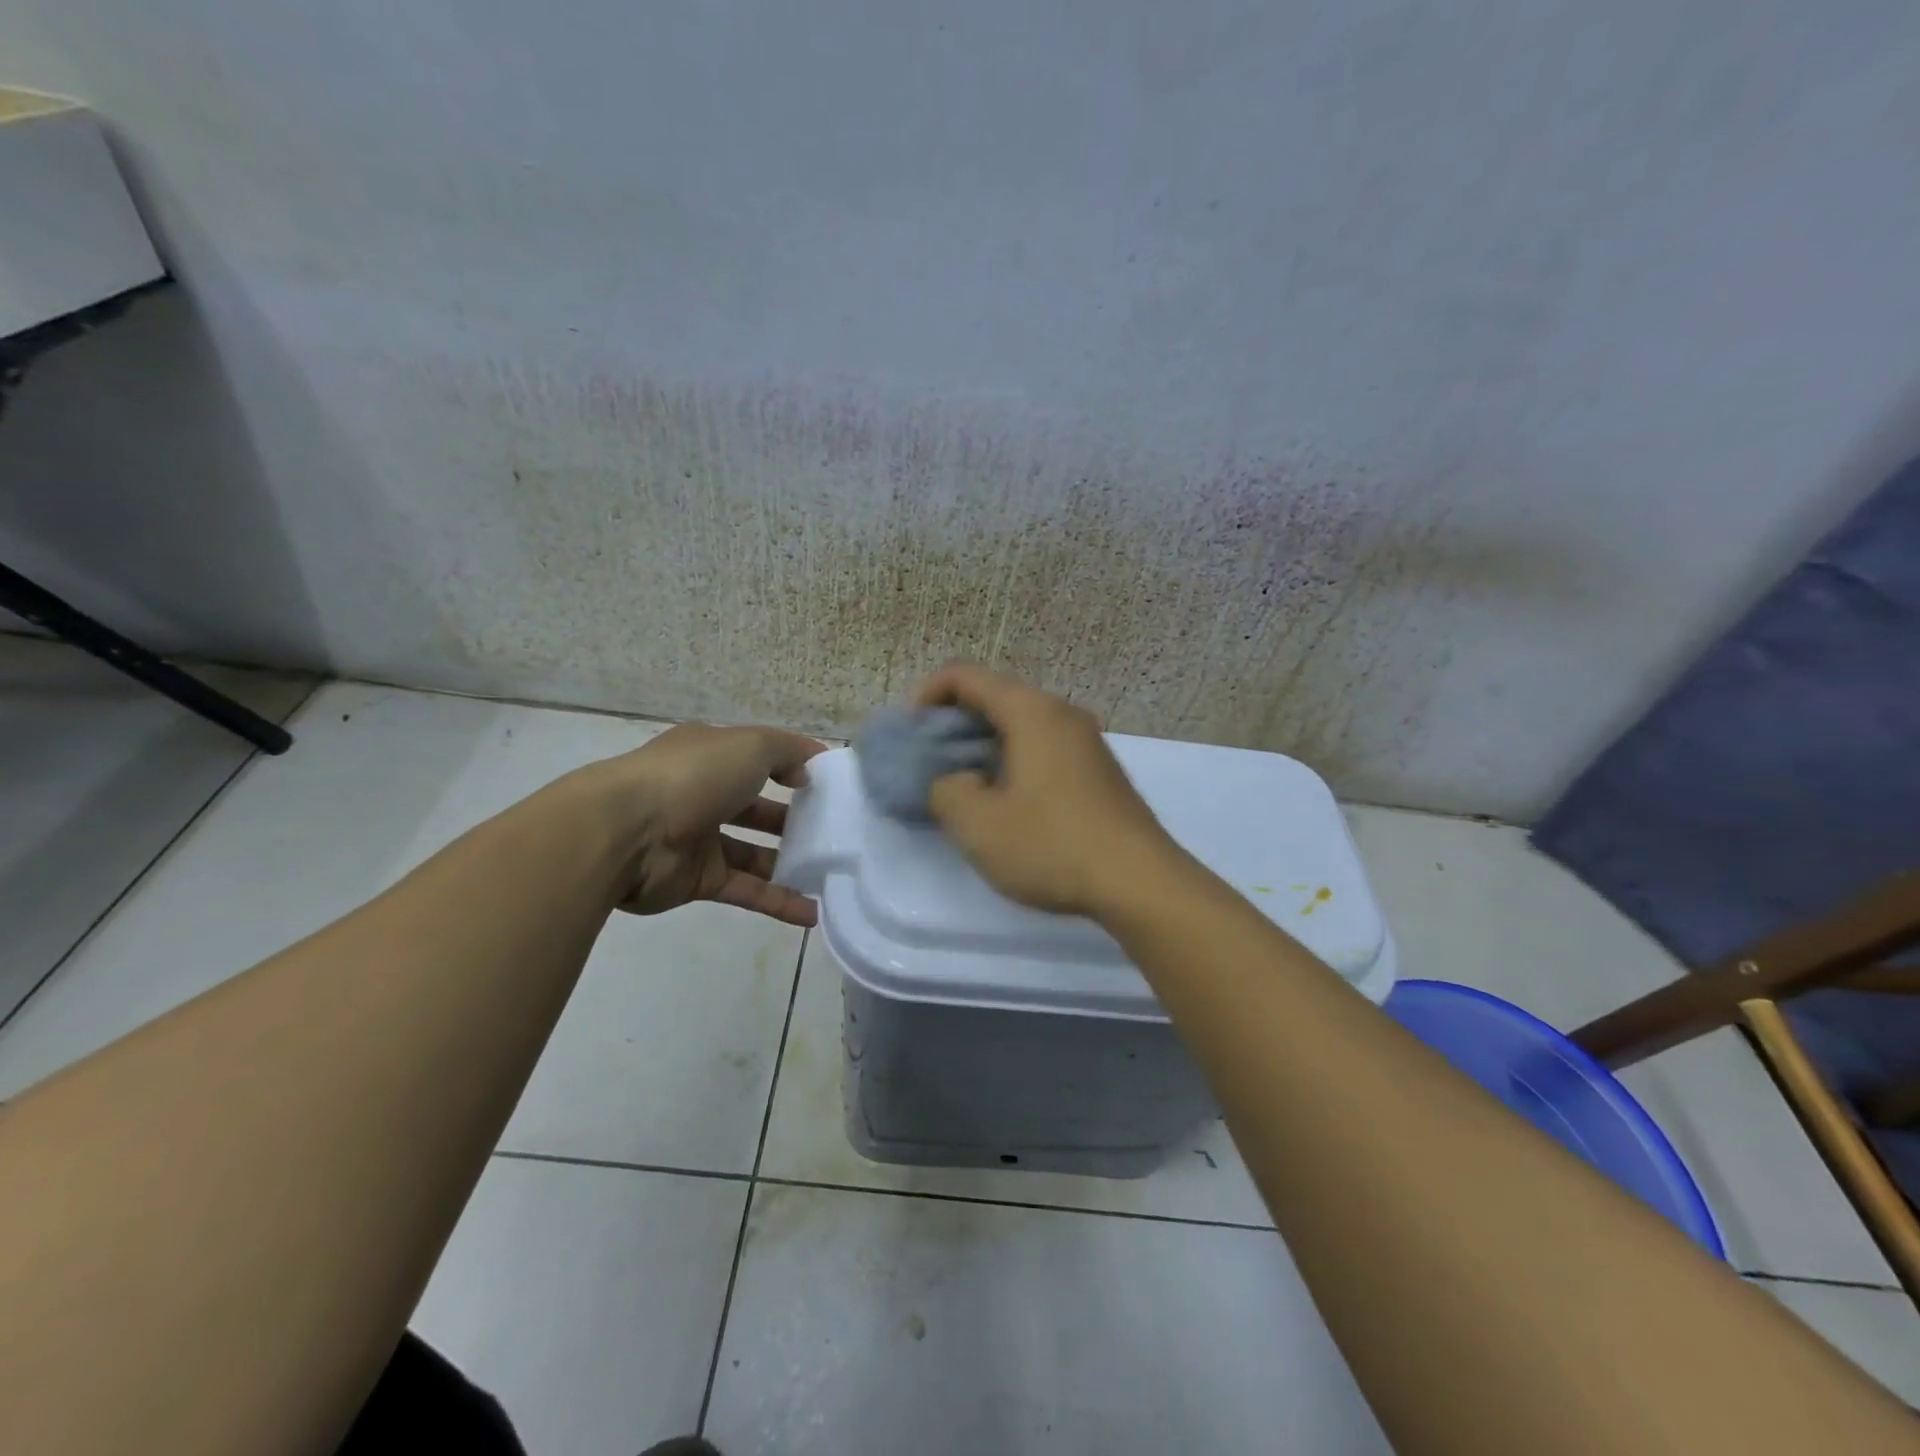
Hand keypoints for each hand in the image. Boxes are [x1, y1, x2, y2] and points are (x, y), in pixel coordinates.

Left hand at [589, 722, 825, 926]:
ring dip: (789, 862)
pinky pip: (746, 890)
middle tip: (834, 831)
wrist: (624, 834)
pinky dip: (778, 902)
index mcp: (710, 754)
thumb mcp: (751, 746)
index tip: (829, 783)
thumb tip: (805, 773)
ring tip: (830, 872)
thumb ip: (787, 752)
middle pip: (756, 807)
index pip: (758, 757)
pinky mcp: (697, 880)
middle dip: (793, 817)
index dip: (793, 766)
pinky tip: (813, 913)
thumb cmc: (692, 776)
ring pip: (753, 852)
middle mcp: (703, 793)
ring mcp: (698, 839)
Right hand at [912, 663, 1184, 918]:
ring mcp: (1086, 740)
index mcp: (1030, 711)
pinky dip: (1012, 758)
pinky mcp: (1098, 769)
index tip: (910, 735)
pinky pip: (1043, 746)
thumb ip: (945, 791)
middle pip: (994, 696)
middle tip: (929, 762)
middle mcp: (1061, 712)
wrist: (1139, 881)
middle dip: (952, 723)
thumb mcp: (978, 824)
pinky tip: (1006, 800)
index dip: (925, 695)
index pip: (963, 675)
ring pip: (1020, 723)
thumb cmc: (1052, 845)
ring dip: (982, 744)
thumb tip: (950, 782)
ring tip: (962, 784)